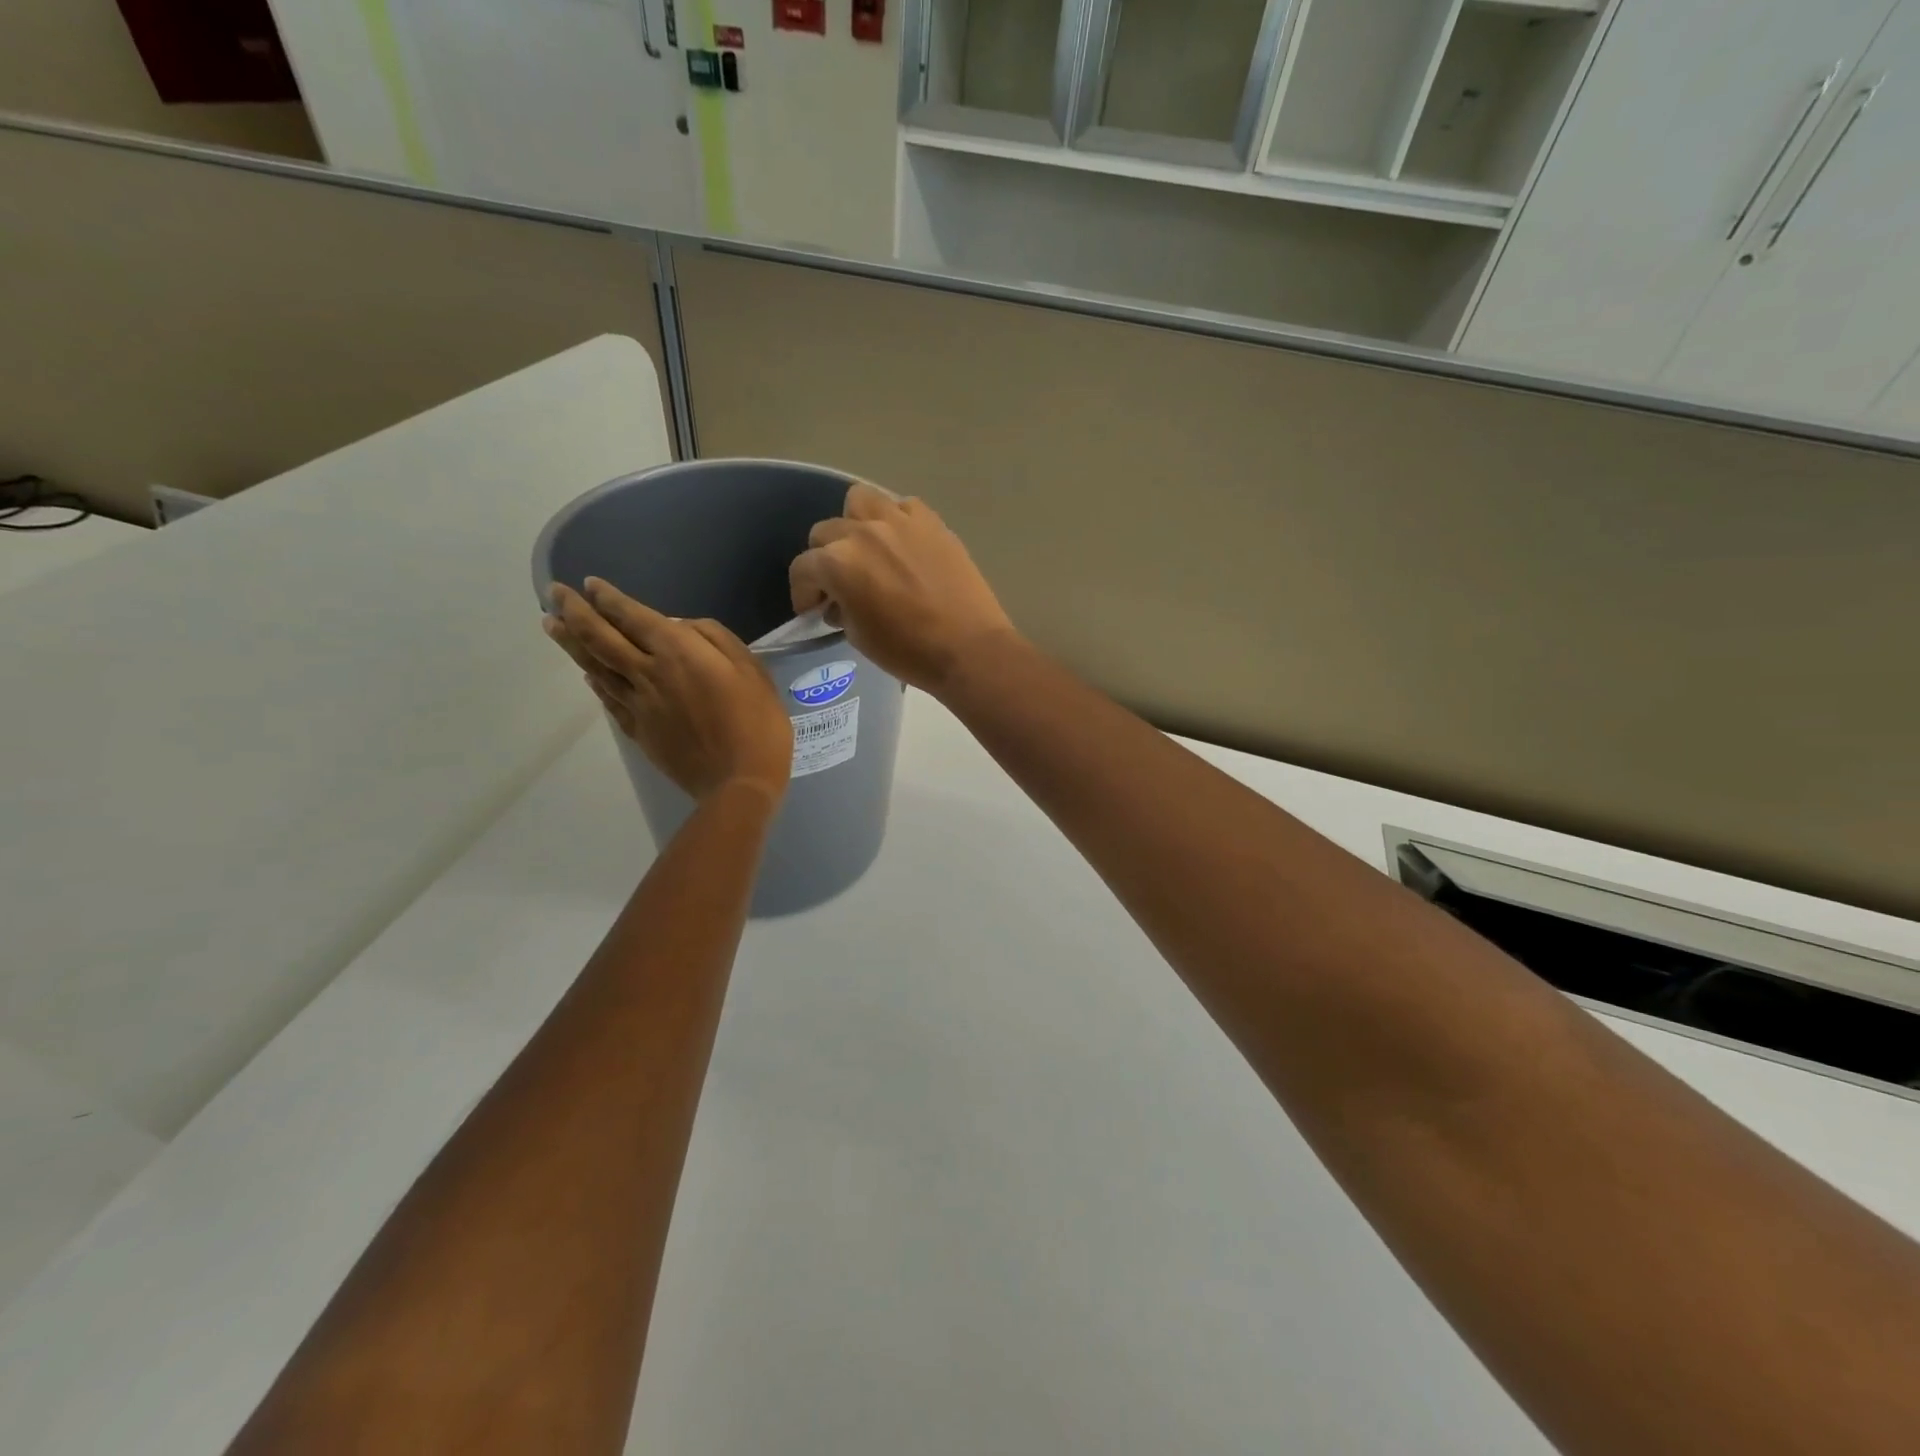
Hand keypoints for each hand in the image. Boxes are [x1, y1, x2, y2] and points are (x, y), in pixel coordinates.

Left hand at [545, 580, 791, 802]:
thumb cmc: (757, 722)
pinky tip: (587, 673)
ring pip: (596, 667)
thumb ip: (716, 639)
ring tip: (551, 624)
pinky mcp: (638, 730)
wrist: (738, 781)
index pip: (633, 617)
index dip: (610, 599)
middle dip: (575, 612)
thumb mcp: (752, 670)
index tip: (589, 584)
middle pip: (601, 638)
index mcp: (678, 653)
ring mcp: (638, 704)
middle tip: (555, 593)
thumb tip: (682, 628)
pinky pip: (608, 699)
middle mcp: (648, 673)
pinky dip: (594, 682)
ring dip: (571, 643)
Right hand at [788, 482, 1015, 694]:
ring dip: (855, 524)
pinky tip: (903, 546)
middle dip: (825, 559)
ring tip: (867, 551)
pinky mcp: (931, 522)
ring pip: (860, 502)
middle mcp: (863, 532)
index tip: (812, 610)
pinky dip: (896, 523)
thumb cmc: (908, 651)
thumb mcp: (858, 636)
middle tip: (839, 585)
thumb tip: (837, 601)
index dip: (802, 592)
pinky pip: (902, 507)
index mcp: (838, 563)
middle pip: (826, 532)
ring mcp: (900, 521)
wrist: (968, 648)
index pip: (803, 568)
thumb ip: (840, 609)